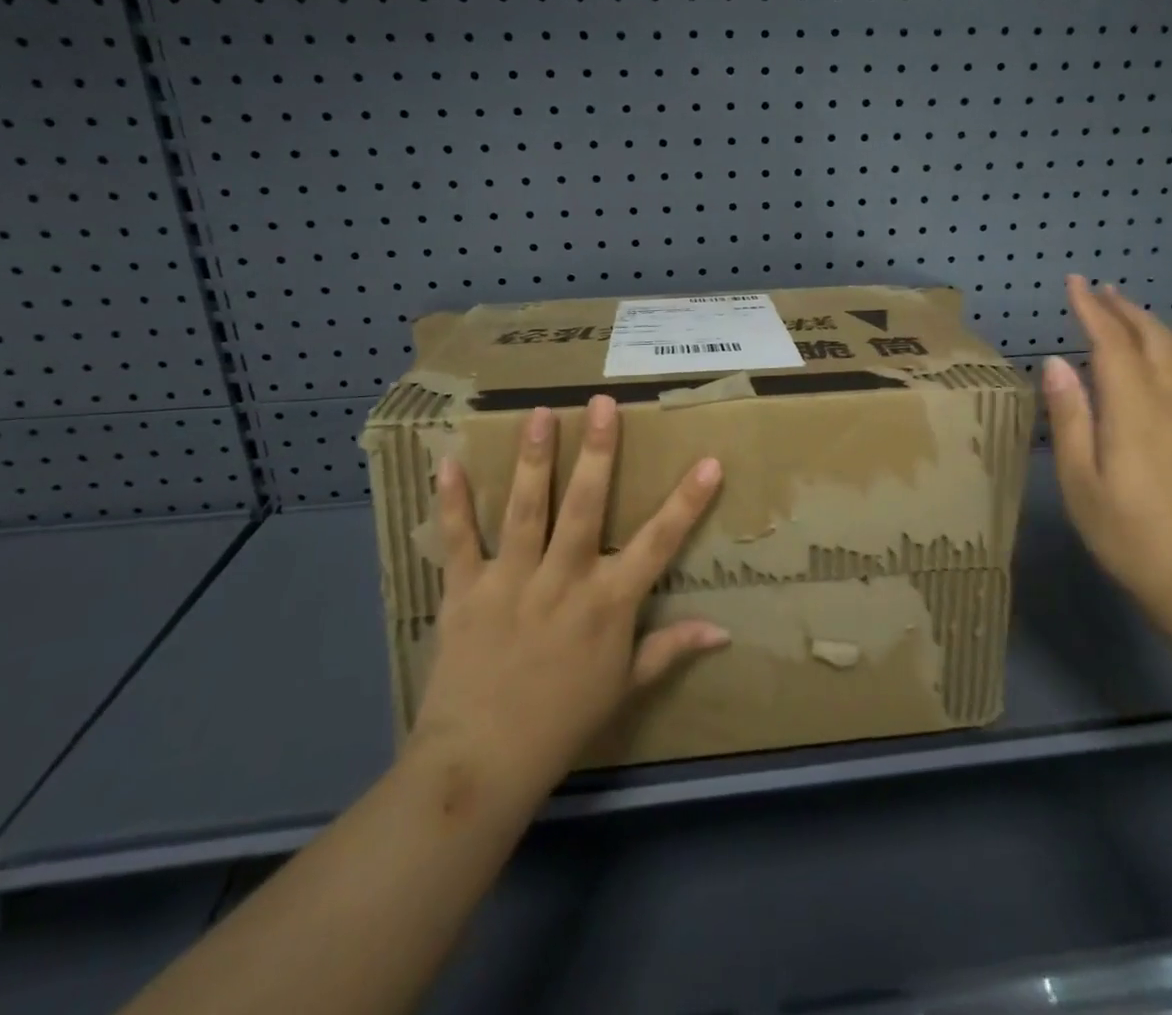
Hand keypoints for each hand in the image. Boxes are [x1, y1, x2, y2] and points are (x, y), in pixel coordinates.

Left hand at [403, 396, 729, 796]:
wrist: (481, 766)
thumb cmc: (563, 722)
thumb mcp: (625, 687)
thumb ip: (671, 648)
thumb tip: (723, 630)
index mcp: (608, 603)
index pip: (659, 544)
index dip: (687, 502)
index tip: (709, 462)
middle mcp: (564, 581)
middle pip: (585, 507)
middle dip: (598, 452)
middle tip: (603, 404)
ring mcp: (512, 582)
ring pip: (526, 511)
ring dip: (535, 460)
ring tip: (540, 414)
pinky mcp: (465, 592)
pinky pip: (459, 541)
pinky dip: (453, 503)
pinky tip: (448, 462)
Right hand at [1040, 275, 1171, 608]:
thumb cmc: (1128, 535)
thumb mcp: (1081, 481)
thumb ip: (1071, 417)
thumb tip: (1057, 363)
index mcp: (1134, 411)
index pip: (1111, 343)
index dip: (1091, 309)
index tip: (1073, 282)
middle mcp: (1170, 402)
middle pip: (1149, 338)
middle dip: (1122, 308)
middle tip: (1096, 289)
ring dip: (1149, 323)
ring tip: (1127, 308)